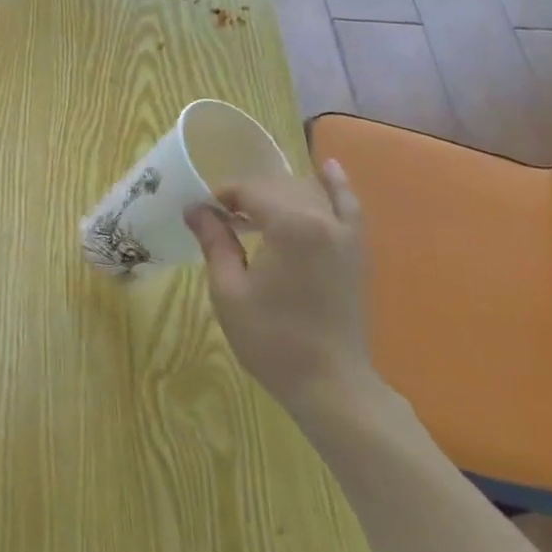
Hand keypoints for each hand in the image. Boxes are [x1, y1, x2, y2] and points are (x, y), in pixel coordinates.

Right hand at [185, 160, 377, 417]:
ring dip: (278, 194)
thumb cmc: (272, 339)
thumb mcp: (229, 290)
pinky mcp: (356, 252)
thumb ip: (215, 242)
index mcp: (291, 226)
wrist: (330, 383)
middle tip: (219, 219)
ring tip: (252, 210)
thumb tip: (196, 209)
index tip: (202, 214)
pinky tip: (327, 168)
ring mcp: (346, 235)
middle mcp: (324, 219)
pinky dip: (337, 187)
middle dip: (246, 196)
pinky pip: (348, 207)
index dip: (223, 197)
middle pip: (278, 188)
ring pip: (308, 193)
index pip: (250, 190)